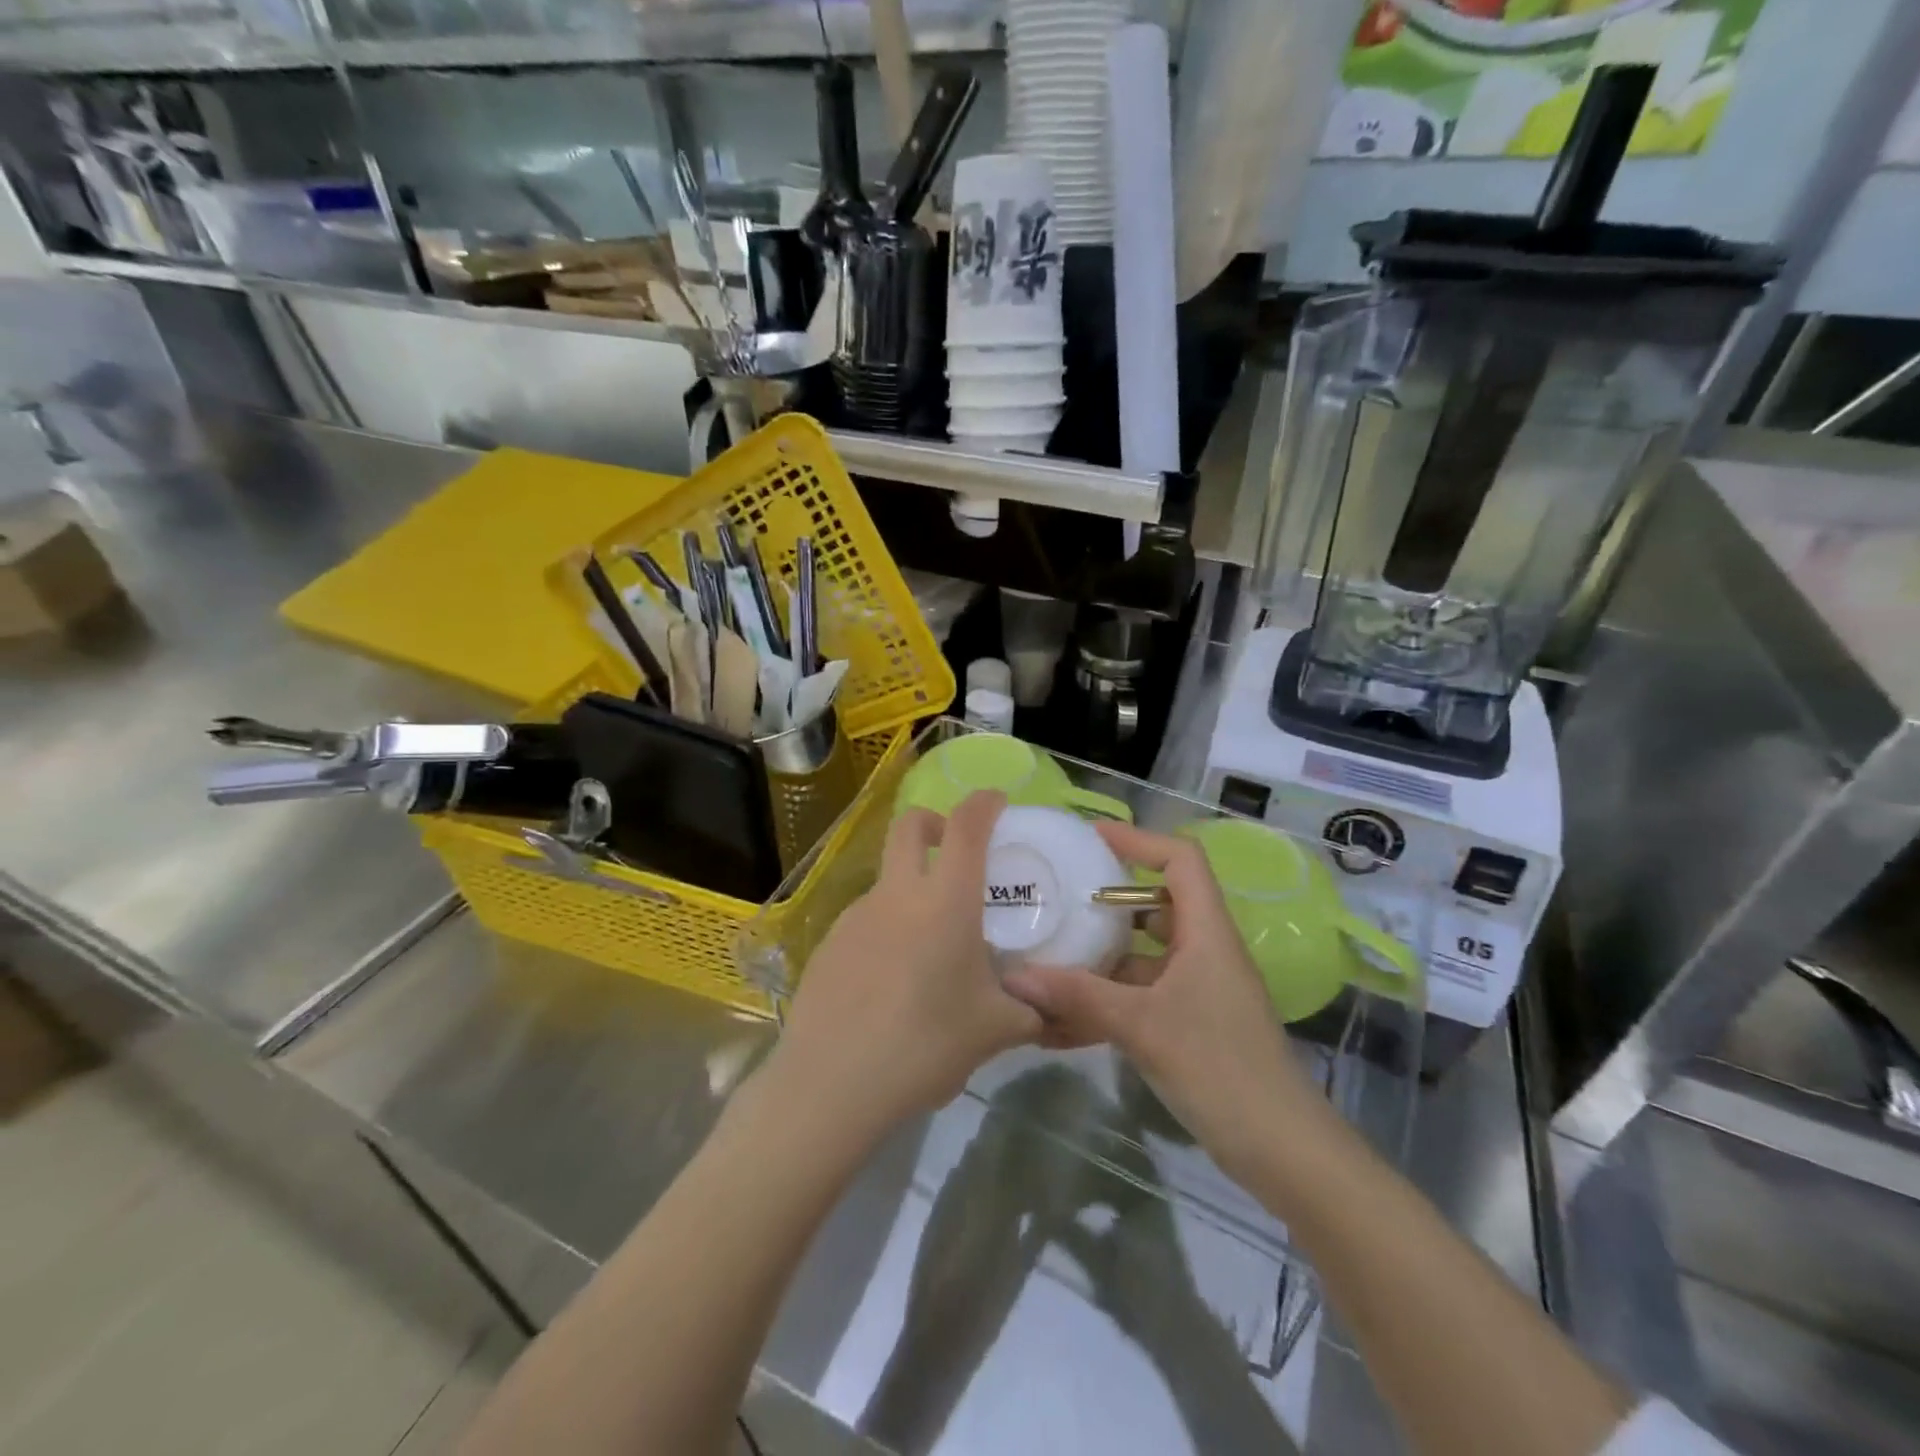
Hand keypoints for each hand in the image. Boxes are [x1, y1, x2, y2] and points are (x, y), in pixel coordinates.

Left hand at [769, 790, 1040, 1139]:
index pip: (966, 825)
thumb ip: (1033, 1010)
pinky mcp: (828, 944)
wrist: (832, 1084)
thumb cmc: (925, 1045)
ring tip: (931, 948)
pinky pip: (866, 921)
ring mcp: (854, 916)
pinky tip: (892, 982)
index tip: (998, 803)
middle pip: (908, 825)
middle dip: (935, 821)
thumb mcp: (995, 1030)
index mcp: (944, 901)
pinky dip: (887, 931)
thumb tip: (1059, 1008)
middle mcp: (896, 895)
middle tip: (956, 852)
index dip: (984, 803)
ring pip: (887, 879)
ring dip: (912, 889)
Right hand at [1001, 822, 1319, 1178]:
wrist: (1281, 1150)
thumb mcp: (1142, 1025)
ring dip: (1100, 959)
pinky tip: (1060, 1022)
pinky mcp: (1190, 1025)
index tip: (1091, 838)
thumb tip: (1015, 977)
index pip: (1181, 860)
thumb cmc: (1220, 1067)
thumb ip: (1078, 996)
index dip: (1139, 840)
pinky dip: (1106, 1001)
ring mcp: (1198, 990)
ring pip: (1144, 956)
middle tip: (1058, 898)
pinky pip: (1141, 997)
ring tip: (1047, 957)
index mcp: (1207, 932)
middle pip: (1157, 905)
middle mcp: (1205, 951)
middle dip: (1107, 901)